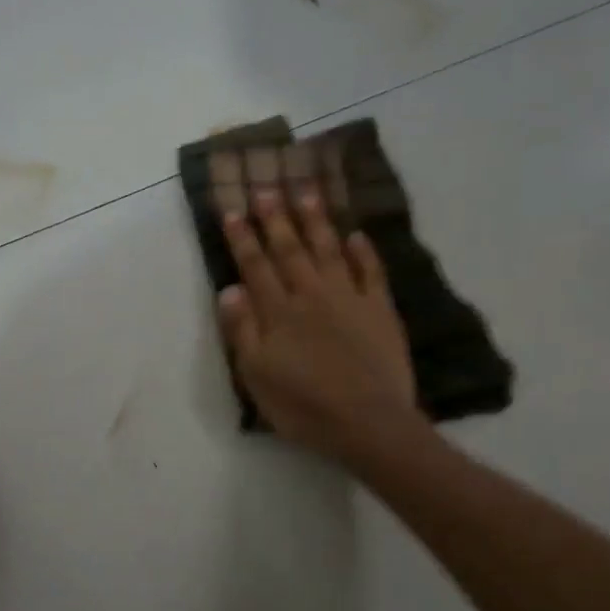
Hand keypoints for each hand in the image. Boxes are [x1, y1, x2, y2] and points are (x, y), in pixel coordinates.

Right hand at [218, 189, 420, 465]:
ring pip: (329, 250)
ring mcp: (349, 299)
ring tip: (307, 192)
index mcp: (278, 312)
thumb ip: (242, 330)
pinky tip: (357, 234)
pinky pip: (372, 272)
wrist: (368, 423)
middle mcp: (311, 295)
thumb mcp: (256, 375)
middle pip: (290, 250)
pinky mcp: (380, 310)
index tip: (232, 209)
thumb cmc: (303, 406)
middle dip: (276, 218)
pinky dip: (364, 252)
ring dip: (316, 222)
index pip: (255, 266)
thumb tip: (229, 287)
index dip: (242, 238)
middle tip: (266, 187)